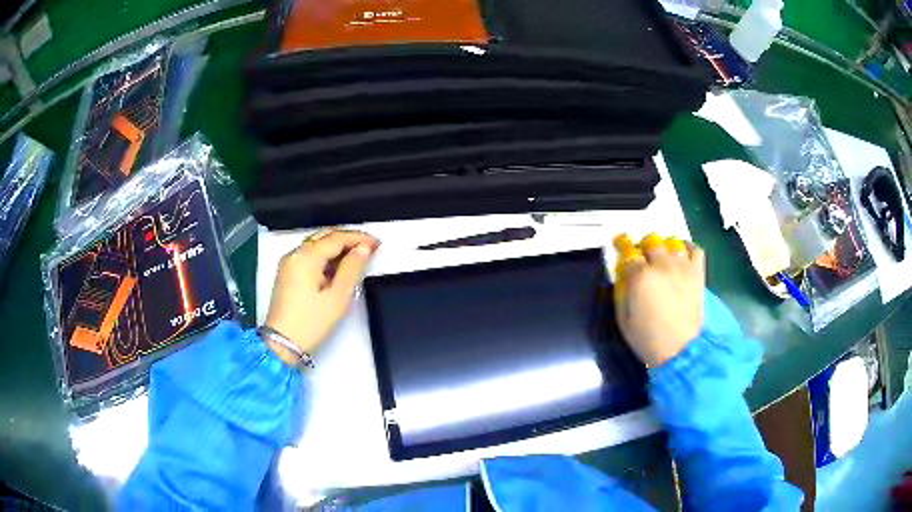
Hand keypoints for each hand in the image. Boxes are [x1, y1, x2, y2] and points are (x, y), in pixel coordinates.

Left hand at [264, 230, 378, 364]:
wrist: (282, 344)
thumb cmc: (311, 323)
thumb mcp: (338, 297)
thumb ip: (352, 268)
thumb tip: (363, 249)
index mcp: (306, 256)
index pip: (336, 237)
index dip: (359, 238)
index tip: (377, 243)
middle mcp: (295, 254)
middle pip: (325, 236)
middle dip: (348, 239)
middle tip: (369, 247)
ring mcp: (288, 264)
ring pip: (316, 245)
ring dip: (337, 247)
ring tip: (357, 257)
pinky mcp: (287, 274)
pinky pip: (309, 256)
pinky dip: (325, 256)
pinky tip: (338, 267)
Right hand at [613, 234, 704, 367]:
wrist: (680, 350)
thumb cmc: (648, 339)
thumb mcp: (623, 319)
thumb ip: (621, 291)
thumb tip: (622, 273)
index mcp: (641, 277)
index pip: (628, 252)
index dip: (622, 247)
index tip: (619, 245)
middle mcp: (662, 265)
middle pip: (650, 242)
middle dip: (642, 247)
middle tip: (641, 258)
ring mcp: (682, 267)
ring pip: (671, 242)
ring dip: (663, 246)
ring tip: (661, 257)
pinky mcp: (697, 273)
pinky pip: (694, 249)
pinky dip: (687, 247)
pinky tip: (680, 253)